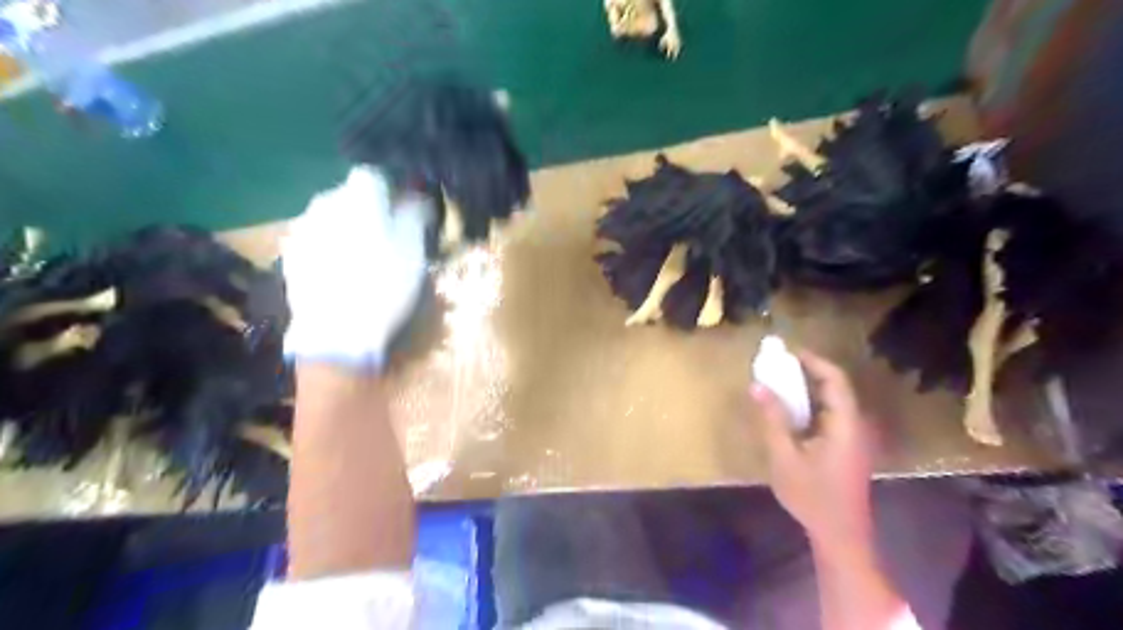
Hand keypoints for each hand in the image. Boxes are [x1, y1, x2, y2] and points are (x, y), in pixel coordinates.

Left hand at [283, 167, 429, 365]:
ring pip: (332, 218)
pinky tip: (342, 273)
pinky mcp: (292, 255)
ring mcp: (302, 229)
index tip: (405, 213)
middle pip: (351, 195)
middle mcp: (324, 203)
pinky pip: (317, 240)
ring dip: (349, 228)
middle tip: (389, 237)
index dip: (392, 190)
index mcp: (357, 196)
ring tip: (364, 258)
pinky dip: (331, 248)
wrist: (337, 332)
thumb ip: (415, 214)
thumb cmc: (384, 285)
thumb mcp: (414, 249)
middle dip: (370, 209)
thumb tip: (416, 194)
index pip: (374, 175)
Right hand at [754, 352, 875, 554]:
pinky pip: (828, 416)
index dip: (813, 361)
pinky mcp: (845, 448)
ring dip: (807, 389)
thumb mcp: (785, 457)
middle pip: (835, 387)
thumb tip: (757, 386)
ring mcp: (852, 438)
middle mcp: (854, 425)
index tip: (787, 352)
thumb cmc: (812, 496)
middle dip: (807, 372)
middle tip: (777, 365)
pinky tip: (788, 411)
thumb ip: (772, 419)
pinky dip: (809, 406)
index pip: (835, 379)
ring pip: (831, 402)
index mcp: (845, 424)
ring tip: (778, 382)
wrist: (840, 535)